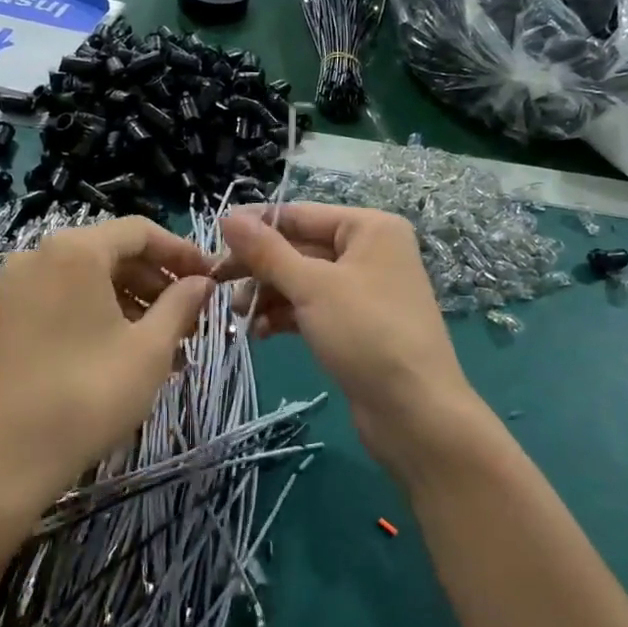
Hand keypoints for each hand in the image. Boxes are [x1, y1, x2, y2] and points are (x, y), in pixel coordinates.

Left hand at [0, 217, 213, 522]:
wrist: (6, 461)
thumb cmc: (89, 395)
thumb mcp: (149, 349)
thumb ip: (181, 304)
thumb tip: (202, 282)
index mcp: (74, 251)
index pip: (139, 232)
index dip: (181, 251)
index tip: (210, 279)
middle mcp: (39, 256)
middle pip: (112, 253)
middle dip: (157, 283)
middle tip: (191, 319)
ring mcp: (16, 288)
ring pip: (89, 280)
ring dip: (133, 303)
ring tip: (166, 344)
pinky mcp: (7, 319)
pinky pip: (65, 300)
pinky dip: (101, 316)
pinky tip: (127, 353)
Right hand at [215, 204, 480, 470]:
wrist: (415, 411)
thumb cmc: (367, 334)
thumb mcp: (312, 287)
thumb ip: (267, 251)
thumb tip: (228, 216)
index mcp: (369, 228)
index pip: (300, 215)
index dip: (256, 226)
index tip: (213, 240)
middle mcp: (370, 252)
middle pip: (300, 248)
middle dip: (260, 268)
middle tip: (217, 284)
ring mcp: (364, 291)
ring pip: (303, 281)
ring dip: (268, 295)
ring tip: (238, 316)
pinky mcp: (356, 326)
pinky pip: (312, 309)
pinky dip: (286, 317)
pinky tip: (260, 333)